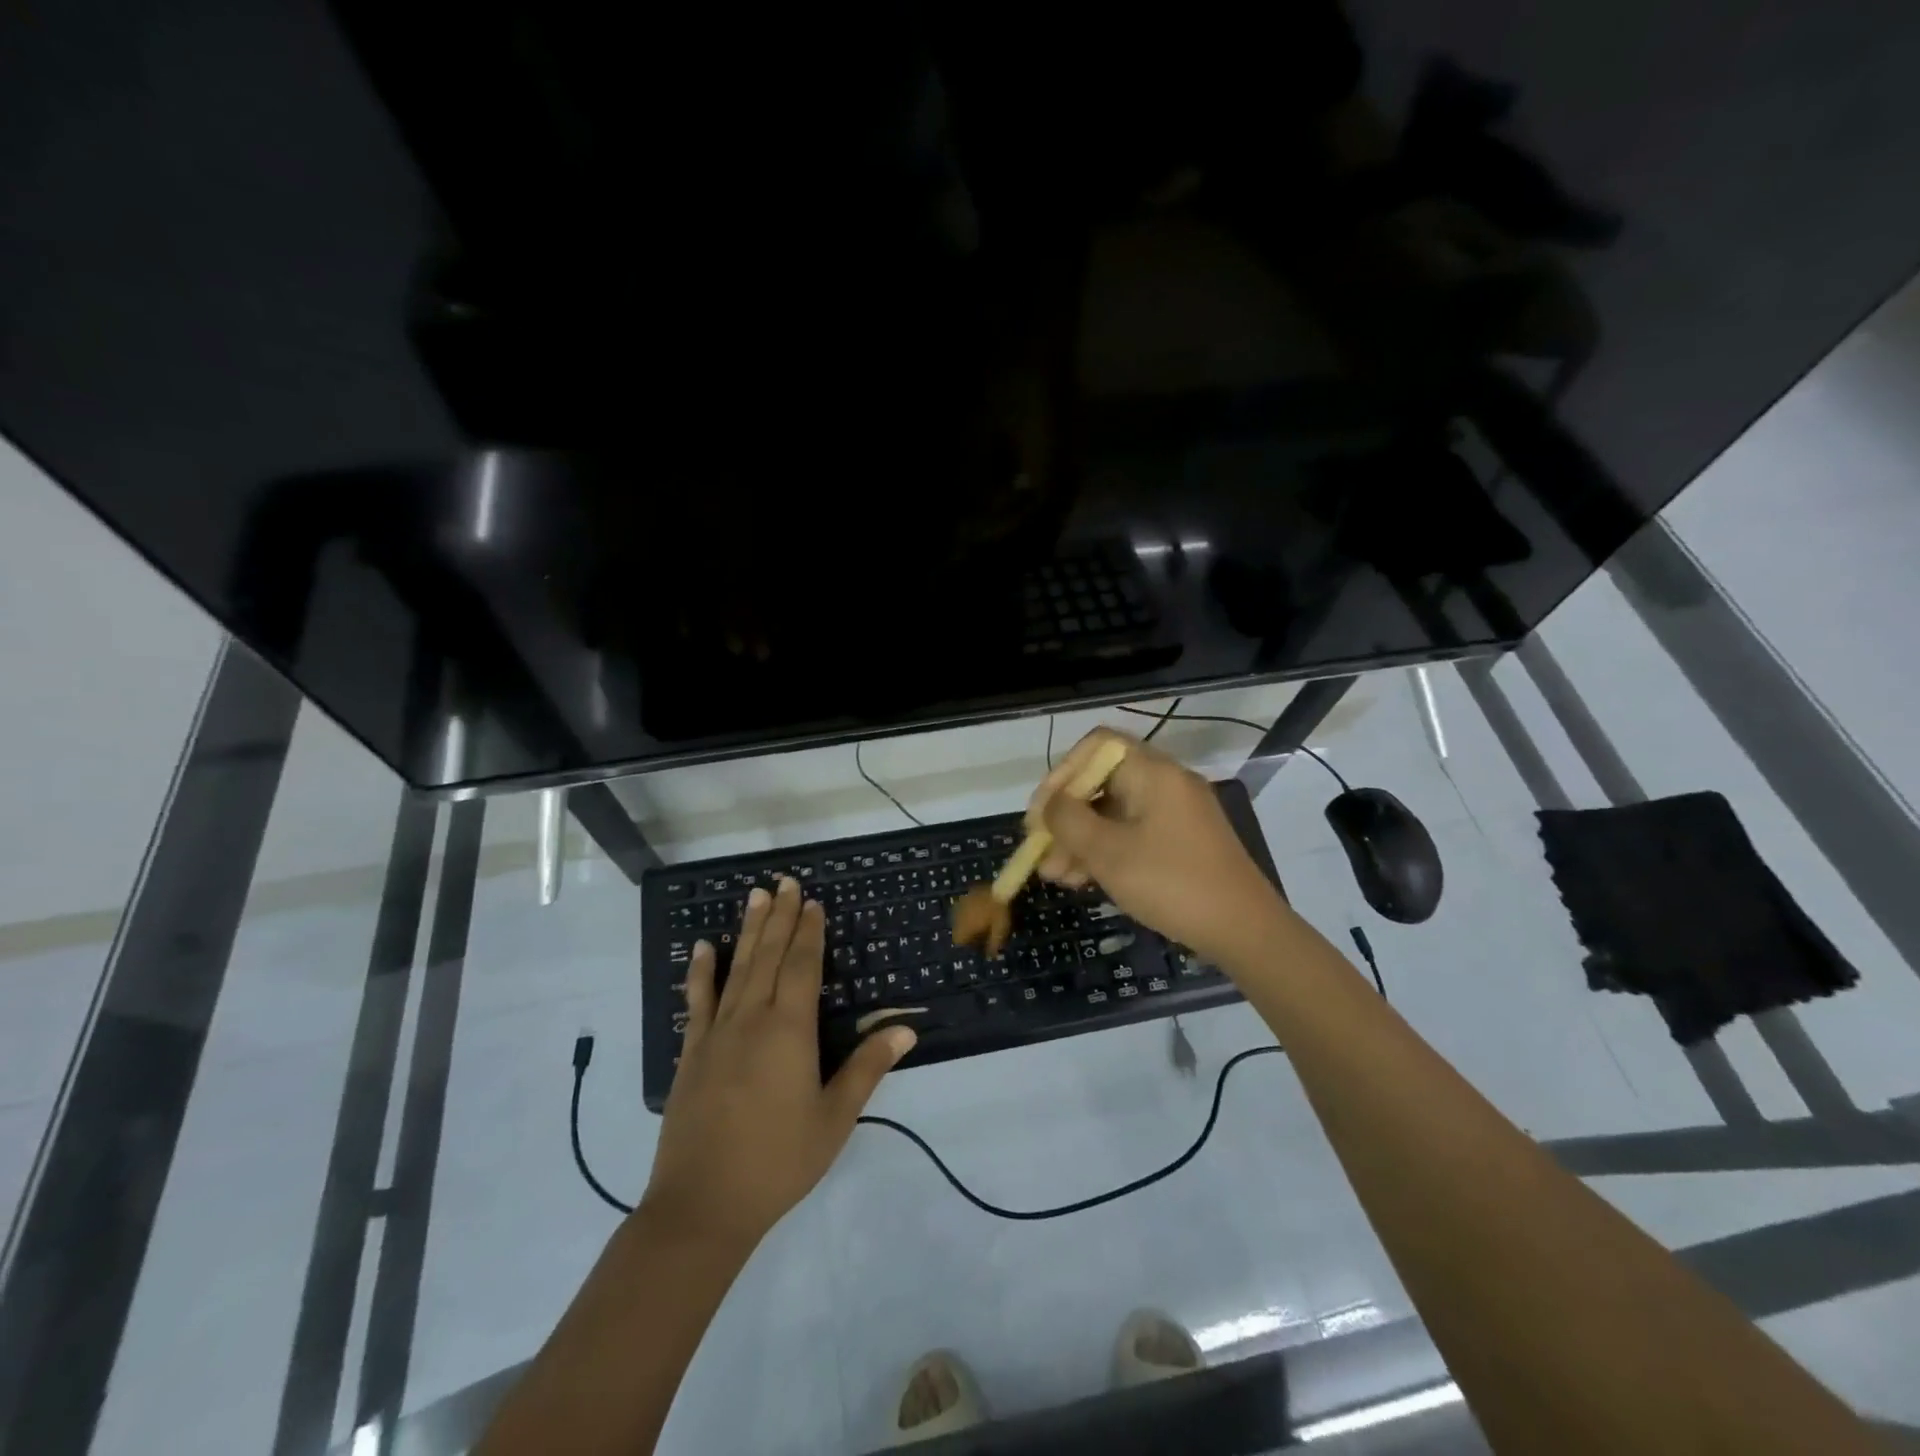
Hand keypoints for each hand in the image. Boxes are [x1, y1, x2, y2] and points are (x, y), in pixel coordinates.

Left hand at [644, 876, 914, 1249]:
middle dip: (781, 917)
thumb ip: (867, 1068)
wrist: (702, 1206)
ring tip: (756, 895)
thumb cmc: (778, 1161)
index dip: (810, 932)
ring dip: (749, 930)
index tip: (814, 902)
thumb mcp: (834, 1119)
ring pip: (737, 968)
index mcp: (790, 1031)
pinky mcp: (692, 1053)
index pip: (803, 967)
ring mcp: (717, 1033)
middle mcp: (753, 1019)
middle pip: (770, 956)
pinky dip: (701, 971)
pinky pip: (698, 1001)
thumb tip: (905, 1028)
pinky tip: (703, 947)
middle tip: (786, 881)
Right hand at [1027, 727, 1287, 967]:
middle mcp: (1166, 783)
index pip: (1096, 746)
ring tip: (1055, 876)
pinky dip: (1106, 850)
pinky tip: (1083, 880)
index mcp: (1153, 772)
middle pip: (1102, 781)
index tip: (1041, 813)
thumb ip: (1069, 821)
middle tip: (1040, 851)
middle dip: (1066, 816)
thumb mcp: (1108, 853)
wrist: (1245, 931)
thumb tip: (1049, 805)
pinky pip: (1133, 832)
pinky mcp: (1182, 841)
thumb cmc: (1172, 884)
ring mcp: (1176, 813)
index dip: (1061, 773)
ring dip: (1080, 840)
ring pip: (1114, 812)